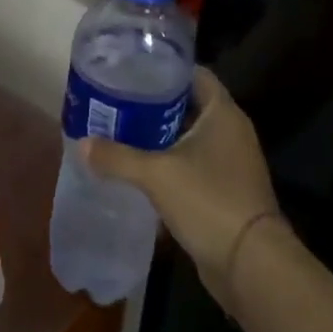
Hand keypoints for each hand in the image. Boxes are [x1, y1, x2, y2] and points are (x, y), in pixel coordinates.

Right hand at [82, 67, 283, 303]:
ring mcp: (230, 162)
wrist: (250, 264)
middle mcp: (230, 131)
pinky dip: (167, 161)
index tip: (131, 68)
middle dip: (152, 103)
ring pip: (187, 136)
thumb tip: (81, 144)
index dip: (164, 68)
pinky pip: (191, 163)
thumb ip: (116, 156)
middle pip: (187, 104)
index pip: (194, 74)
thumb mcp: (155, 174)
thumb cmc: (208, 201)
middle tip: (115, 99)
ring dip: (157, 135)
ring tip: (118, 130)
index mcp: (223, 114)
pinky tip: (137, 167)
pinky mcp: (224, 189)